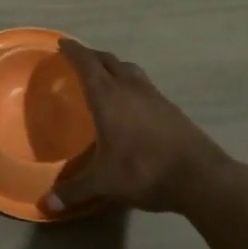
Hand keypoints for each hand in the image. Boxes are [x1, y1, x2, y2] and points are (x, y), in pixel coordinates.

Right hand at [46, 40, 234, 214]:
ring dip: (113, 66)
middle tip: (78, 59)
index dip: (73, 51)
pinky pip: (143, 84)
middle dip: (91, 56)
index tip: (62, 43)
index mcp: (108, 96)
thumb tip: (47, 205)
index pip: (86, 64)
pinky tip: (130, 101)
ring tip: (104, 75)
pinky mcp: (170, 107)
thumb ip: (75, 190)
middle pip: (107, 60)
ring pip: (129, 69)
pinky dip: (130, 82)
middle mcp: (129, 88)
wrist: (200, 177)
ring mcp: (153, 95)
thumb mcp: (105, 183)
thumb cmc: (144, 171)